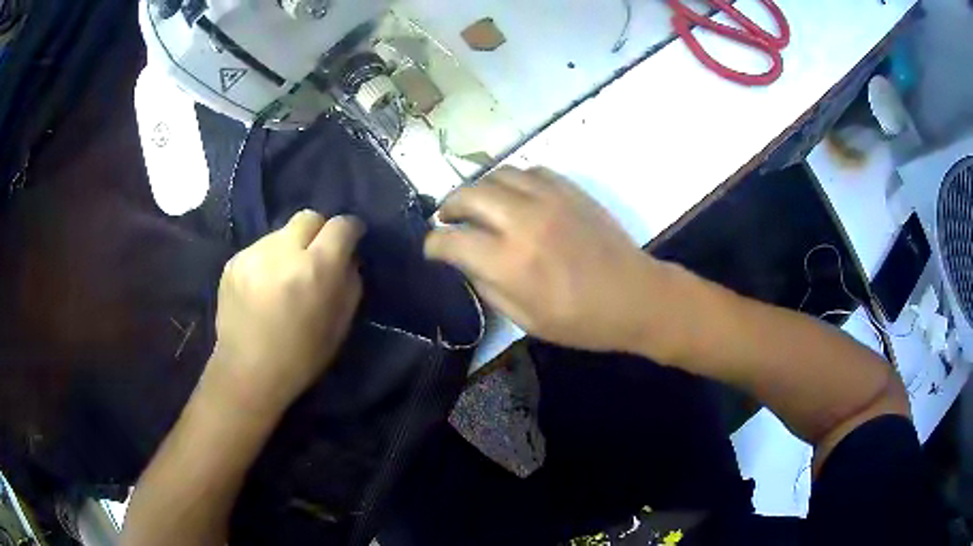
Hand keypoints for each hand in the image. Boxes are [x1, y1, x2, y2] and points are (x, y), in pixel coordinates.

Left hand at [205, 211, 363, 416]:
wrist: (248, 372)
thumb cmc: (302, 357)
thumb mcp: (341, 324)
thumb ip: (350, 282)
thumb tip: (348, 256)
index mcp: (316, 269)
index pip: (340, 225)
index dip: (350, 230)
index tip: (351, 240)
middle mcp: (283, 252)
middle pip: (309, 217)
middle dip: (319, 232)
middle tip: (316, 257)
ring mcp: (254, 254)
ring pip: (282, 233)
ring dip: (290, 248)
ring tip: (285, 277)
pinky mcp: (233, 262)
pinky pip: (261, 248)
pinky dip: (268, 260)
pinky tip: (264, 287)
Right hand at [425, 167, 667, 352]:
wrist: (635, 297)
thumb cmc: (581, 320)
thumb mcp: (525, 319)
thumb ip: (487, 286)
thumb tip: (464, 262)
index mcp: (509, 262)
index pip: (451, 240)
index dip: (433, 244)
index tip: (432, 249)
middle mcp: (523, 221)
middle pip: (468, 195)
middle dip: (448, 206)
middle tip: (446, 219)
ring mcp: (549, 199)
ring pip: (497, 174)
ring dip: (479, 188)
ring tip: (477, 204)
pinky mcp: (570, 190)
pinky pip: (530, 171)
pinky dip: (513, 181)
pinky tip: (514, 196)